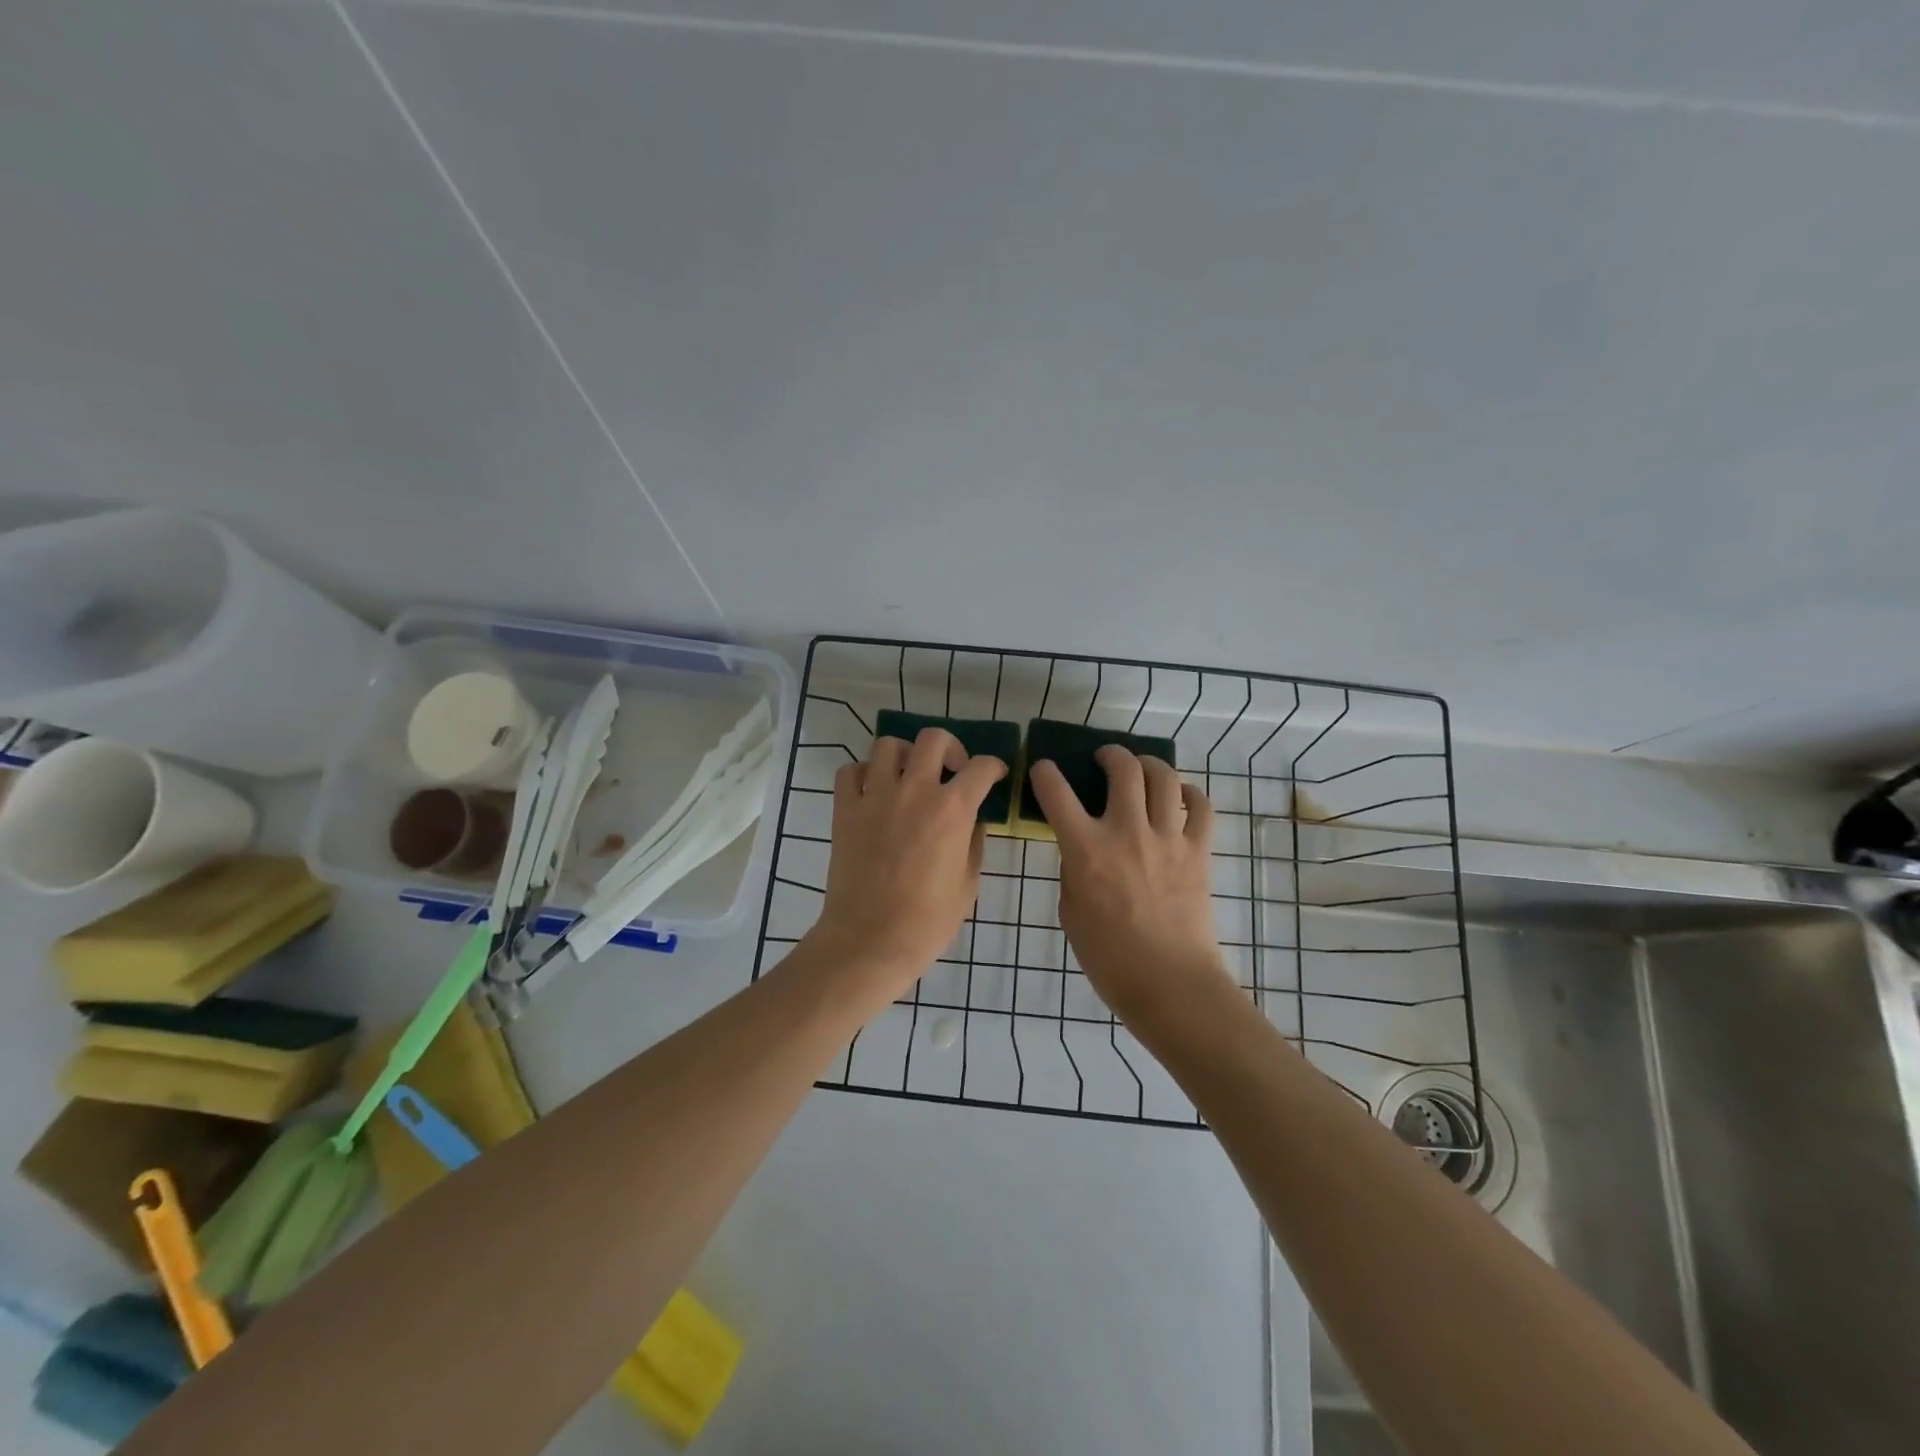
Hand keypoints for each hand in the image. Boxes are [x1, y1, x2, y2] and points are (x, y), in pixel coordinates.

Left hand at [809, 728, 1007, 999]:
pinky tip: (873, 791)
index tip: (995, 776)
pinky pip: (850, 771)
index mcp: (952, 809)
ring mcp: (875, 796)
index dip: (995, 768)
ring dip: (904, 754)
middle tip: (952, 770)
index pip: (982, 767)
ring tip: (909, 775)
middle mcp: (915, 790)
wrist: (870, 940)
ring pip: (888, 745)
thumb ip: (973, 843)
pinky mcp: (845, 809)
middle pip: (934, 739)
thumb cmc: (927, 921)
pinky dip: (863, 774)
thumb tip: (973, 820)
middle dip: (951, 748)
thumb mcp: (968, 884)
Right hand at [1028, 747, 1227, 1020]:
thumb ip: (1074, 869)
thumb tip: (1082, 848)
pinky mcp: (1198, 851)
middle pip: (1123, 769)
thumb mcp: (1071, 910)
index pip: (1056, 792)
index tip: (1044, 769)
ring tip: (1142, 767)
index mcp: (1086, 849)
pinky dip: (1191, 794)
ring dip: (1149, 763)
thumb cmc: (1108, 957)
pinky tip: (1181, 797)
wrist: (1169, 983)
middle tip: (1104, 759)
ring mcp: (1167, 838)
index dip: (1045, 773)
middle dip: (1110, 754)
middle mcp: (1127, 831)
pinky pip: (1201, 808)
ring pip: (1163, 777)